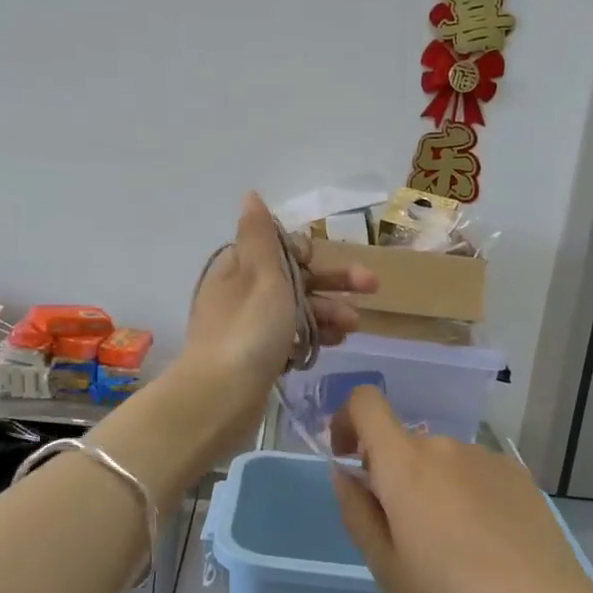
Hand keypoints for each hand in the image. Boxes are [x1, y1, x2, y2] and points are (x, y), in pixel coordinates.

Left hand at [179, 194, 377, 450]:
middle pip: (294, 278)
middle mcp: (241, 293)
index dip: (308, 251)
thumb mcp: (260, 274)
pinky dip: (313, 336)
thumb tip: (250, 195)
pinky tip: (333, 344)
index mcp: (239, 267)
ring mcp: (248, 327)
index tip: (324, 262)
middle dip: (332, 282)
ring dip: (328, 311)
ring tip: (354, 326)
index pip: (278, 247)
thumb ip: (259, 234)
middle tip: (372, 287)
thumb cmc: (248, 330)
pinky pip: (291, 338)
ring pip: (296, 310)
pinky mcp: (256, 357)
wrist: (220, 397)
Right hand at [330, 387, 592, 592]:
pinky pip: (475, 472)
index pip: (366, 403)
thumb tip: (345, 473)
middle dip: (394, 476)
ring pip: (441, 461)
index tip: (348, 458)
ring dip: (433, 487)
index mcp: (405, 464)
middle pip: (405, 444)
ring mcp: (486, 457)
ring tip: (454, 546)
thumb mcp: (386, 567)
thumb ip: (356, 511)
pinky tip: (488, 541)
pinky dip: (467, 493)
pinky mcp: (518, 473)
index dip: (347, 419)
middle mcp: (444, 446)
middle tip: (407, 534)